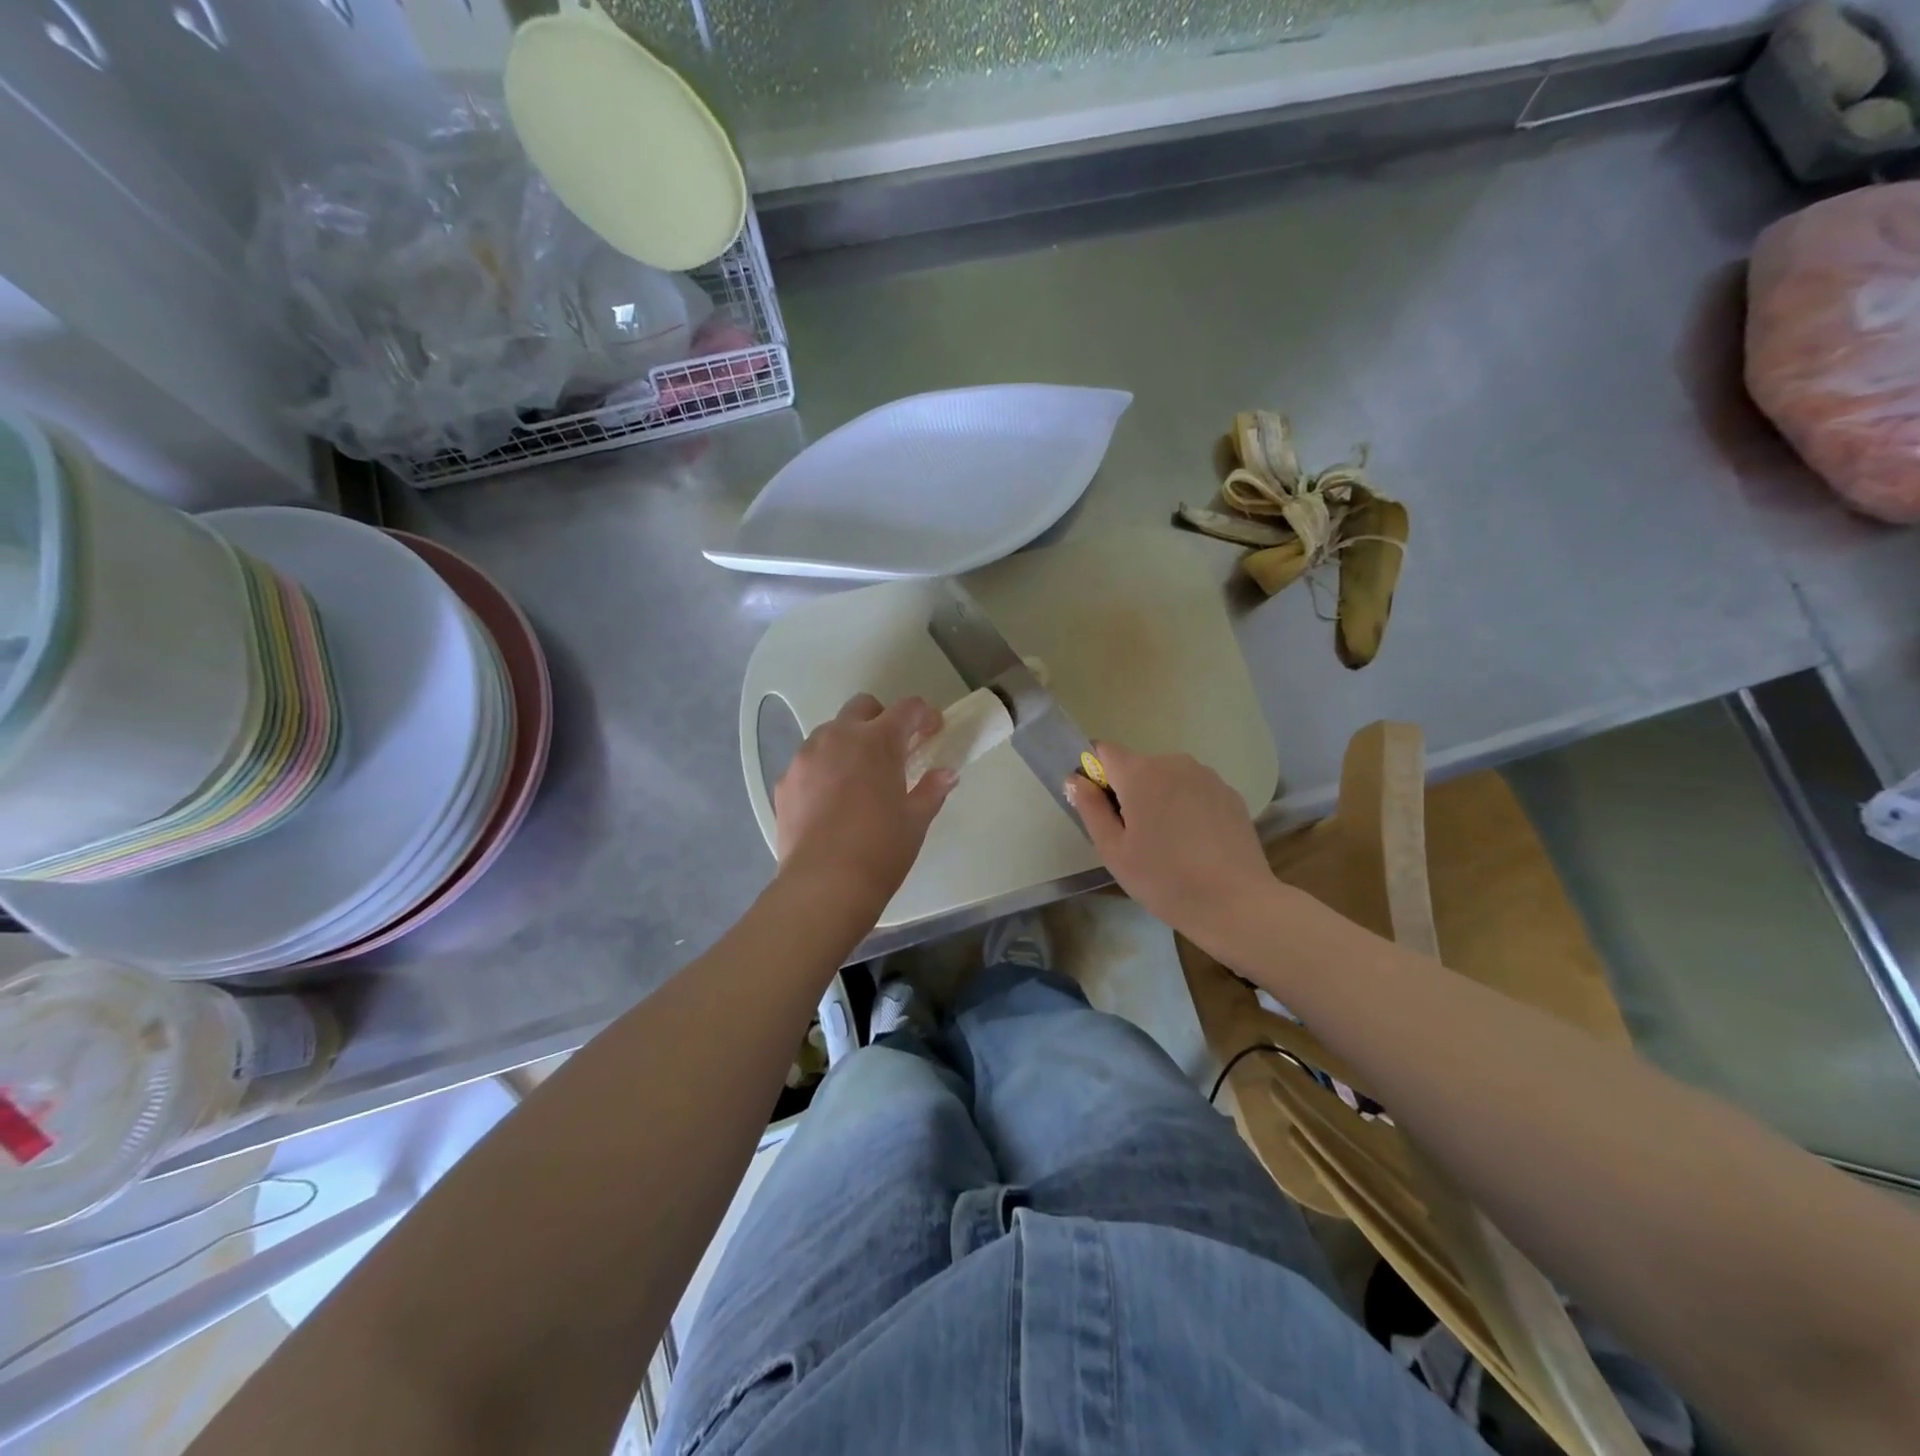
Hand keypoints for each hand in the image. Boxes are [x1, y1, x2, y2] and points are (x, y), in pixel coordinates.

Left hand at [774, 694, 956, 907]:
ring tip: (859, 777)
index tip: (933, 730)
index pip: (906, 709)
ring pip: (830, 732)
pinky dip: (824, 769)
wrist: (823, 884)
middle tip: (895, 749)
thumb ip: (932, 790)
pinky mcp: (784, 781)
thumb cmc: (880, 849)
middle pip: (862, 707)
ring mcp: (805, 757)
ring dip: (849, 742)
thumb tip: (946, 774)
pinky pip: (808, 762)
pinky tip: (831, 801)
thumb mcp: (915, 820)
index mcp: (877, 741)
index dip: (924, 715)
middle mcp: (838, 737)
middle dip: (881, 719)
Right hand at [1066, 742, 1275, 948]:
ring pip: (1168, 779)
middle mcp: (1174, 762)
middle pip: (1137, 766)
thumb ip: (1090, 808)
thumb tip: (1075, 779)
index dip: (1095, 773)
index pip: (1103, 751)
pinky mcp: (1230, 793)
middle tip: (1134, 837)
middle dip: (1129, 792)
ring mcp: (1207, 776)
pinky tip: (1196, 844)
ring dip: (1160, 799)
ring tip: (1169, 843)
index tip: (1101, 807)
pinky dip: (1187, 808)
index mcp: (1140, 773)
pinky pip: (1194, 790)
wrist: (1236, 902)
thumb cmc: (1164, 879)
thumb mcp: (1114, 850)